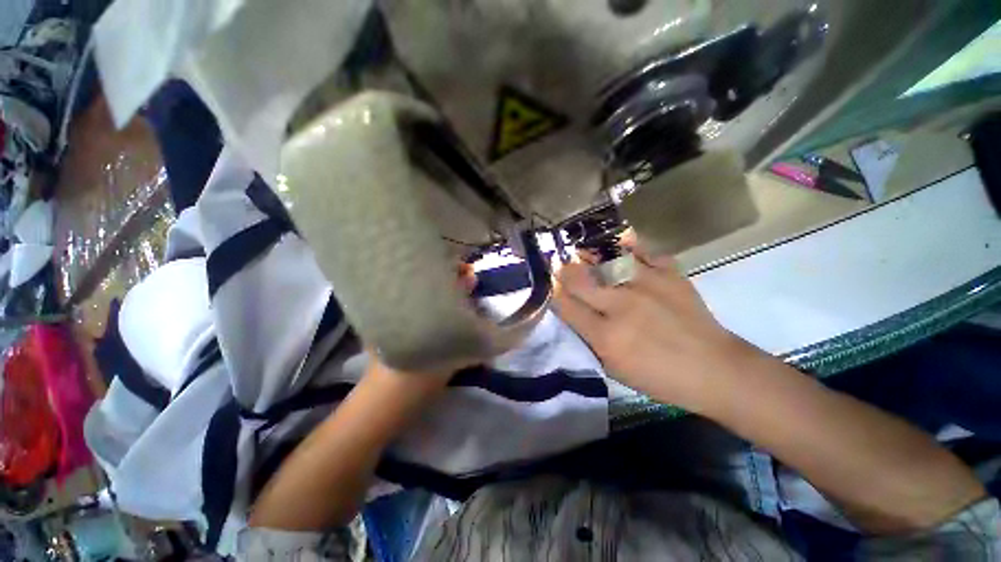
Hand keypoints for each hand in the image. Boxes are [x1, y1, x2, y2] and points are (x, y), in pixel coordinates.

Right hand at [554, 249, 757, 412]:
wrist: (715, 370)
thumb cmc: (660, 378)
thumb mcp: (615, 369)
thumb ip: (589, 340)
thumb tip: (573, 312)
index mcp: (606, 336)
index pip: (566, 306)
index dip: (555, 294)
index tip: (553, 289)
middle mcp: (621, 305)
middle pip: (579, 278)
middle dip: (565, 272)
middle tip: (563, 269)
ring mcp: (646, 285)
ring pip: (604, 260)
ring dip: (589, 257)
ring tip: (584, 253)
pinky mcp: (670, 274)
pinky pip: (642, 251)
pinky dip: (628, 247)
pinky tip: (620, 246)